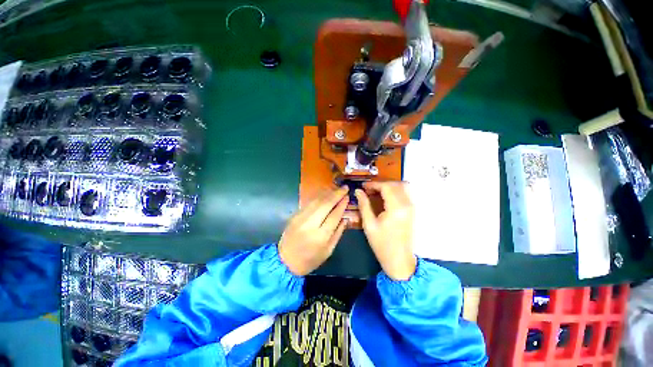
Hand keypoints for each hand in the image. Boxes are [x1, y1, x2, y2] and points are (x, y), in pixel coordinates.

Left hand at [278, 187, 349, 275]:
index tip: (347, 196)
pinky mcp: (295, 215)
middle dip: (336, 194)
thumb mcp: (328, 251)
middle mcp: (310, 224)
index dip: (342, 204)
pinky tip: (325, 193)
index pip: (334, 215)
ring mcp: (300, 218)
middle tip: (344, 187)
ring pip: (316, 201)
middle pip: (325, 204)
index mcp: (320, 236)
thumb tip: (345, 218)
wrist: (285, 261)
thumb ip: (338, 233)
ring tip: (336, 188)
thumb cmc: (310, 259)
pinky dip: (318, 197)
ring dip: (327, 193)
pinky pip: (309, 203)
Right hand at [355, 182, 416, 280]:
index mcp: (396, 208)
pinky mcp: (412, 210)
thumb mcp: (369, 224)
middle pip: (395, 184)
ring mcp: (412, 207)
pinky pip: (404, 193)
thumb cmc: (382, 244)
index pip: (386, 187)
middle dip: (380, 184)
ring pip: (402, 187)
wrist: (399, 260)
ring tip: (375, 193)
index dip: (373, 184)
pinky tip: (384, 198)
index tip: (363, 186)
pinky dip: (394, 191)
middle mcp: (407, 205)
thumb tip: (358, 191)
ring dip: (388, 186)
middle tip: (368, 190)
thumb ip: (364, 205)